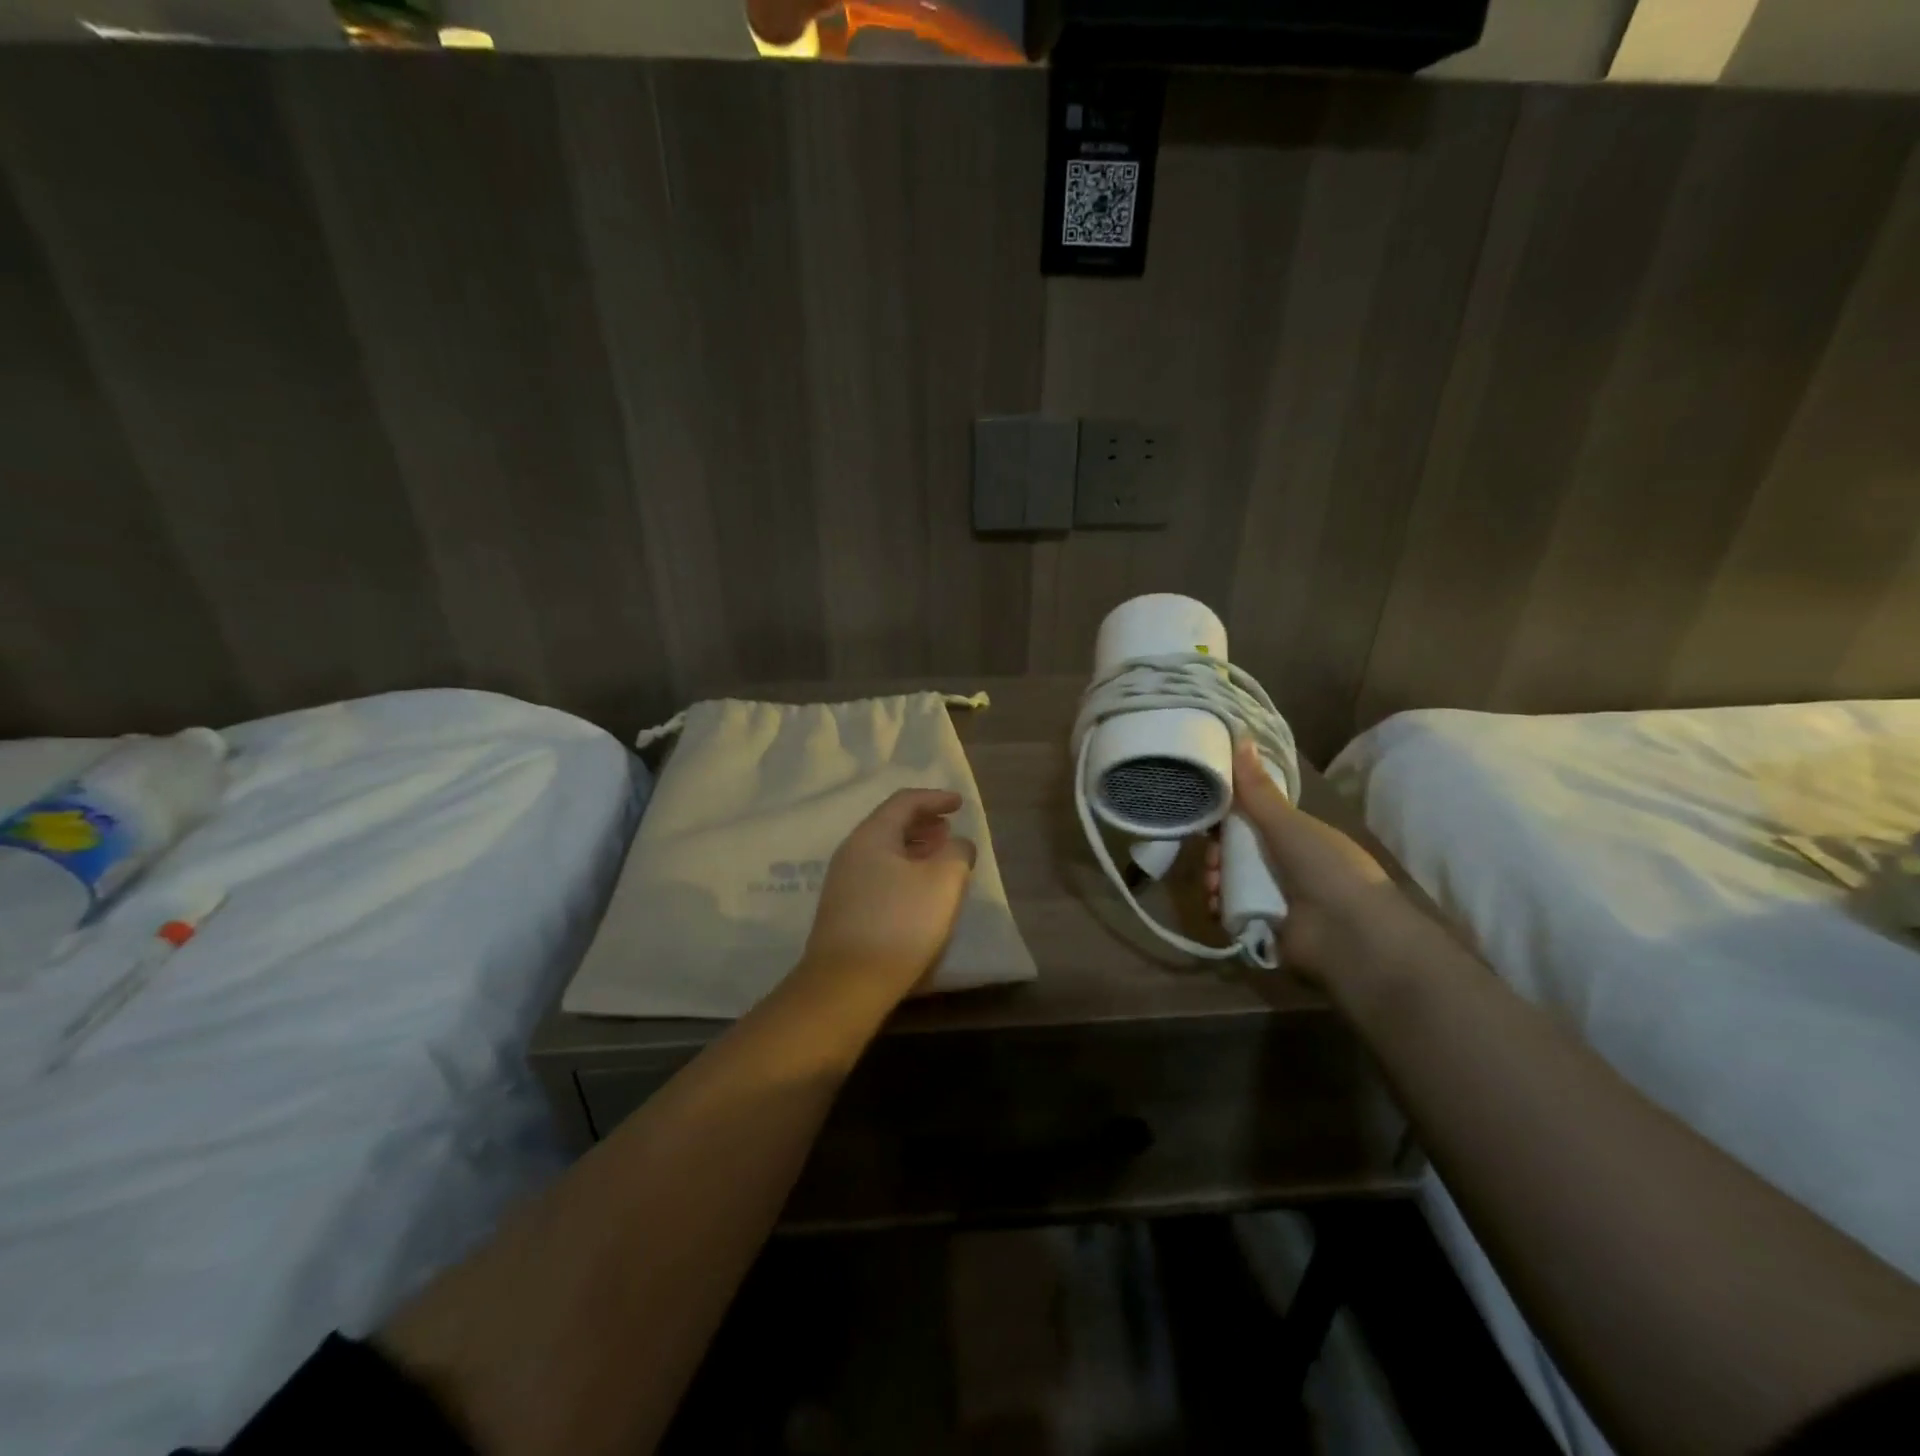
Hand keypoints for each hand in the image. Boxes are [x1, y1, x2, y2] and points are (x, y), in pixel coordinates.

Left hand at [796, 789, 976, 1011]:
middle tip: (950, 829)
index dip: (935, 798)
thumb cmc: (900, 924)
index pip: (905, 802)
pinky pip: (879, 875)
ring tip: (940, 858)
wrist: (847, 984)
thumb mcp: (943, 882)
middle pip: (891, 825)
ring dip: (915, 849)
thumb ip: (957, 852)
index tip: (960, 803)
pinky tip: (919, 891)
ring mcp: (843, 883)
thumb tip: (957, 844)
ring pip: (885, 852)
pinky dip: (904, 871)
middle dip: (924, 823)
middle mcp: (851, 852)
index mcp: (872, 836)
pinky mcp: (844, 911)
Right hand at [1206, 741, 1405, 981]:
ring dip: (1216, 881)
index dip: (1227, 819)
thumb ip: (1258, 788)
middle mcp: (1285, 866)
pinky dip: (1221, 909)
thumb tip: (1240, 736)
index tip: (1207, 817)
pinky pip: (1232, 913)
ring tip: (1215, 887)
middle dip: (1218, 855)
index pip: (1251, 822)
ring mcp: (1276, 899)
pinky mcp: (1265, 929)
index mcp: (1295, 838)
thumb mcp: (1288, 823)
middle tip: (1213, 860)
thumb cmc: (1326, 869)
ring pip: (1230, 883)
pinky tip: (1217, 906)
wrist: (1352, 935)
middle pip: (1236, 854)